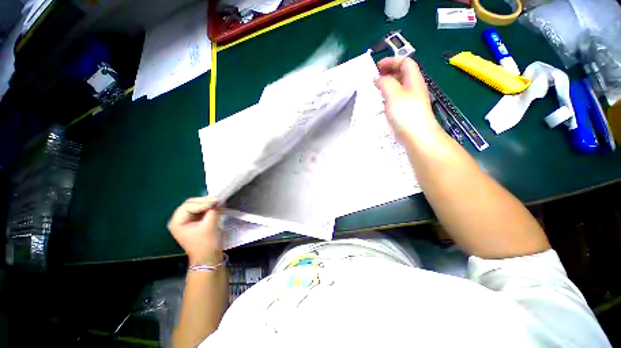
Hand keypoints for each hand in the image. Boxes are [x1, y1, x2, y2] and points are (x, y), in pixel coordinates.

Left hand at [168, 196, 222, 264]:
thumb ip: (213, 211)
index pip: (189, 206)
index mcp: (177, 222)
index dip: (203, 203)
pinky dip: (208, 207)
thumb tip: (218, 200)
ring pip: (196, 205)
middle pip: (191, 203)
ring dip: (207, 203)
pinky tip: (216, 207)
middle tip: (218, 200)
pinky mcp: (193, 222)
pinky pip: (200, 210)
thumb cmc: (207, 243)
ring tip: (219, 202)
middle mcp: (178, 219)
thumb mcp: (210, 226)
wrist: (208, 258)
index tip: (217, 201)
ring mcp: (186, 220)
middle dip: (205, 201)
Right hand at [374, 57, 440, 142]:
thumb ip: (385, 82)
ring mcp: (411, 101)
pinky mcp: (407, 112)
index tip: (377, 67)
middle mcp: (414, 88)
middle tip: (374, 78)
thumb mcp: (394, 93)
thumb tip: (377, 78)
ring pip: (399, 87)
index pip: (405, 62)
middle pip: (403, 73)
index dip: (392, 61)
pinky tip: (381, 103)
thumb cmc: (406, 113)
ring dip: (388, 85)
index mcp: (414, 79)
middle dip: (389, 72)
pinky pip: (397, 99)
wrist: (417, 136)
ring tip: (376, 90)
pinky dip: (388, 97)